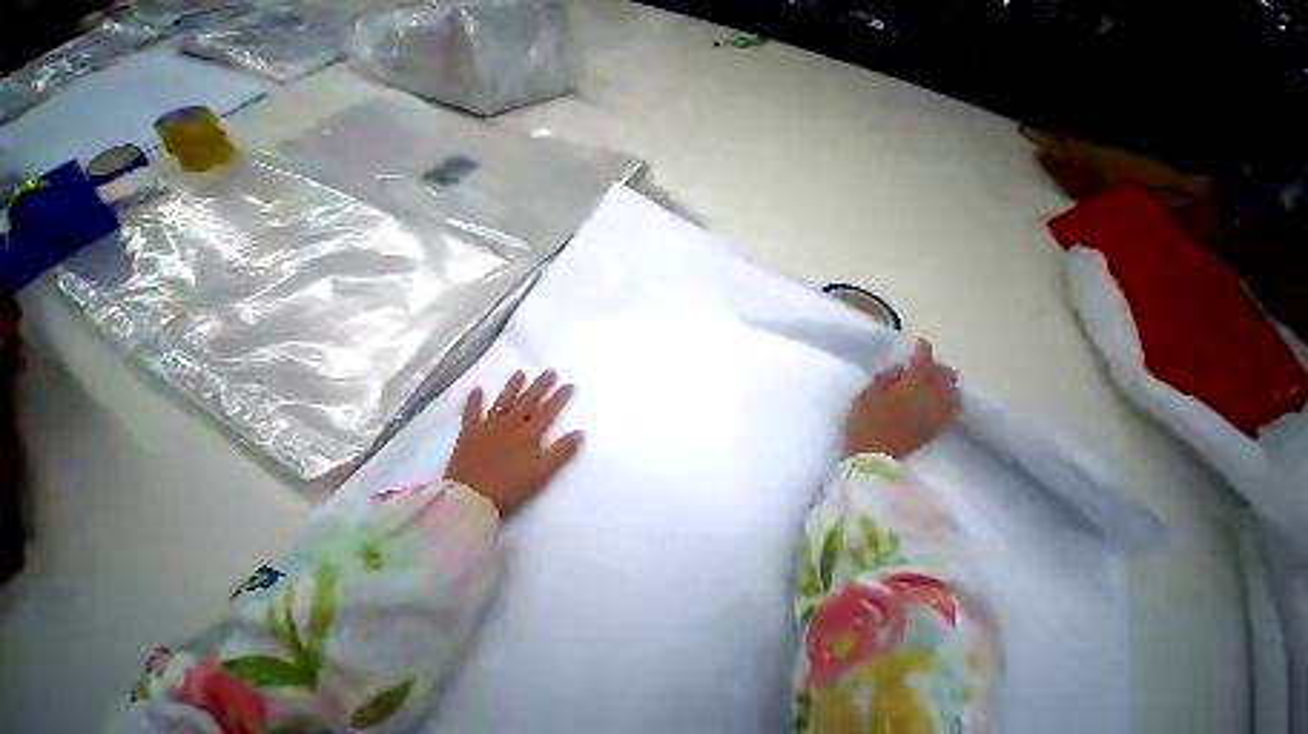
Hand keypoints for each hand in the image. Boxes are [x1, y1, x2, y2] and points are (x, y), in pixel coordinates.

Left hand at [444, 369, 583, 516]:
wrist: (468, 499)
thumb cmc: (509, 488)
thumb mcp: (541, 474)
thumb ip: (561, 452)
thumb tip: (579, 432)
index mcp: (528, 434)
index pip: (548, 411)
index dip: (560, 397)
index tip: (569, 384)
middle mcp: (509, 424)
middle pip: (528, 400)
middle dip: (540, 385)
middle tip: (549, 371)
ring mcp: (487, 426)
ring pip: (503, 401)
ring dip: (512, 386)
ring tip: (520, 372)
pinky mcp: (468, 434)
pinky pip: (471, 413)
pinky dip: (474, 400)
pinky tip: (476, 389)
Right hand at [843, 340, 959, 459]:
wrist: (874, 456)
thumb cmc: (864, 423)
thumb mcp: (866, 395)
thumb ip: (885, 378)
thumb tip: (899, 369)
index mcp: (912, 386)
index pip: (924, 362)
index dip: (923, 350)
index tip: (920, 344)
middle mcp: (932, 397)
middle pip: (945, 375)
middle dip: (935, 367)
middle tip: (920, 365)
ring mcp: (939, 413)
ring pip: (953, 390)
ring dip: (944, 382)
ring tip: (929, 381)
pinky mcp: (939, 427)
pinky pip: (953, 406)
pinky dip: (948, 397)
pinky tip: (936, 398)